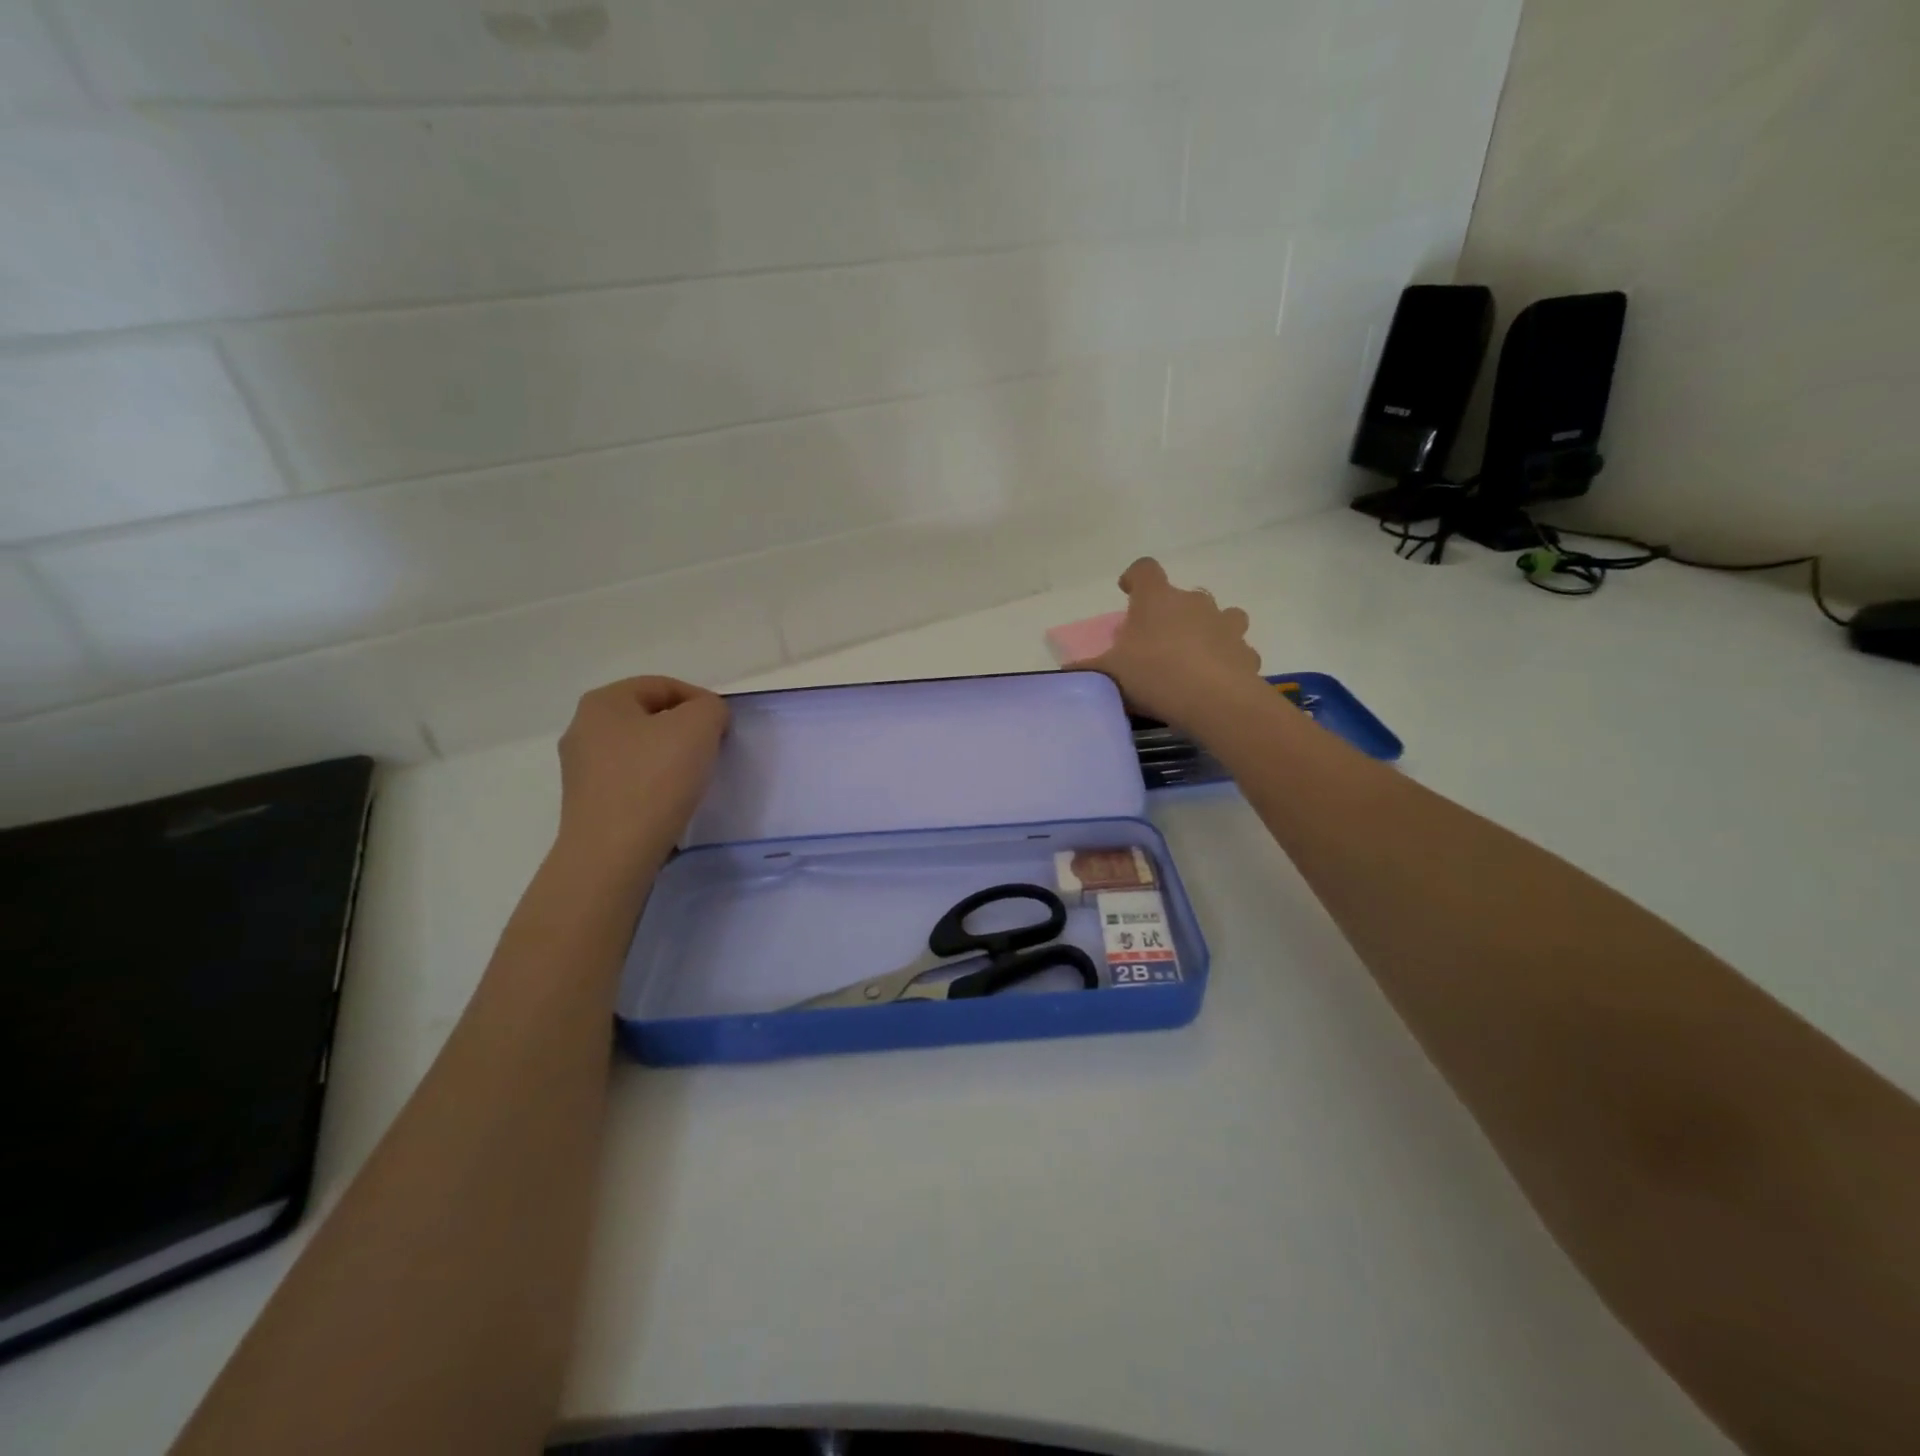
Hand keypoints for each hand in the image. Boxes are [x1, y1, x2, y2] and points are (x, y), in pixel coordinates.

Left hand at [556, 676, 729, 865]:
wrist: (613, 854)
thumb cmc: (655, 779)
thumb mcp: (699, 726)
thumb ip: (710, 708)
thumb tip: (706, 718)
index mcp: (603, 702)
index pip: (663, 686)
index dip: (700, 701)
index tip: (724, 728)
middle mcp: (583, 729)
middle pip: (650, 717)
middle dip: (686, 730)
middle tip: (713, 750)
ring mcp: (581, 769)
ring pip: (641, 750)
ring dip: (671, 758)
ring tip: (696, 778)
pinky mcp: (588, 803)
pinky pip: (631, 780)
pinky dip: (656, 784)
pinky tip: (672, 801)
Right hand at [1072, 558, 1262, 727]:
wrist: (1214, 701)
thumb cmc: (1154, 674)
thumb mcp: (1109, 674)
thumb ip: (1088, 669)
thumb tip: (1066, 670)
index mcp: (1157, 598)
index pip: (1145, 569)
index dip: (1135, 577)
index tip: (1128, 591)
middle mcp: (1194, 602)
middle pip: (1182, 596)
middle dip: (1170, 613)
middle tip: (1155, 641)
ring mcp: (1225, 624)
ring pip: (1220, 616)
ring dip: (1207, 630)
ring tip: (1192, 656)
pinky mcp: (1246, 652)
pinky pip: (1235, 649)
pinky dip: (1226, 659)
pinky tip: (1214, 680)